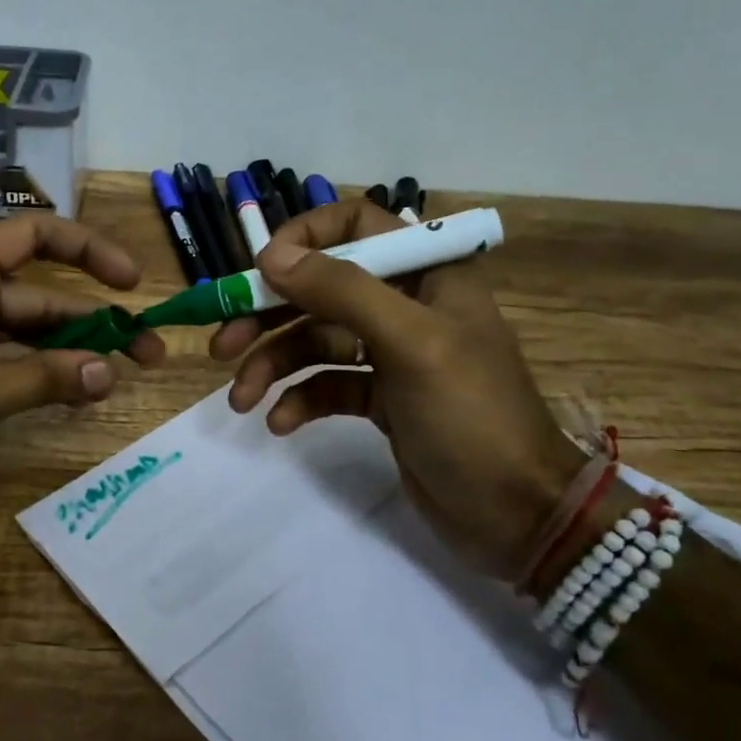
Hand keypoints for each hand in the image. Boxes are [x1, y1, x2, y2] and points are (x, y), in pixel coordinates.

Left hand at [0, 215, 164, 506]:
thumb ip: (43, 380)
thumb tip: (110, 372)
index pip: (35, 234)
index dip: (89, 249)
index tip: (132, 282)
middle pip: (38, 291)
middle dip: (95, 319)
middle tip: (150, 353)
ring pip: (22, 329)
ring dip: (69, 350)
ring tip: (121, 377)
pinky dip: (34, 371)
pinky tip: (71, 392)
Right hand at [211, 200, 584, 581]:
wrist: (518, 515)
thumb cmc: (472, 416)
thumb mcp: (410, 344)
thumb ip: (342, 291)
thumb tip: (271, 254)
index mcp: (427, 273)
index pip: (356, 224)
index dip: (304, 239)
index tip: (260, 272)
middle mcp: (406, 304)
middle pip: (321, 290)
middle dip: (268, 316)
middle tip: (222, 346)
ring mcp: (392, 354)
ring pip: (315, 341)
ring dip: (273, 366)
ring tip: (241, 400)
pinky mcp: (380, 399)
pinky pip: (325, 385)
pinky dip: (299, 400)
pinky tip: (281, 424)